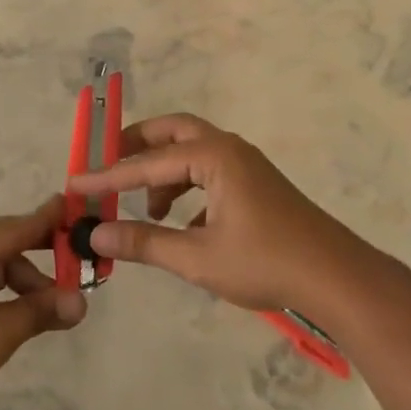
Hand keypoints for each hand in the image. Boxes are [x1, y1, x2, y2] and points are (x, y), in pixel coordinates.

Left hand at [0, 199, 86, 409]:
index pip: (4, 231)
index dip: (44, 223)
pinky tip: (30, 314)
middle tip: (80, 267)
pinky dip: (4, 301)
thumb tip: (82, 302)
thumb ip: (38, 312)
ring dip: (23, 288)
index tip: (76, 208)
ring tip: (58, 310)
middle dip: (38, 263)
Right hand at [67, 114, 380, 314]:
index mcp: (214, 156)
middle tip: (107, 165)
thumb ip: (144, 242)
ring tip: (146, 212)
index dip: (107, 177)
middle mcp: (229, 149)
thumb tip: (95, 234)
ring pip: (192, 154)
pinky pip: (209, 174)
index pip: (146, 163)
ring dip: (163, 174)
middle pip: (172, 132)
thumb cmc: (265, 263)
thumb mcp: (197, 257)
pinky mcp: (256, 186)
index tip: (75, 185)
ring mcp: (246, 166)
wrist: (335, 277)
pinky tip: (181, 226)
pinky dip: (186, 189)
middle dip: (136, 147)